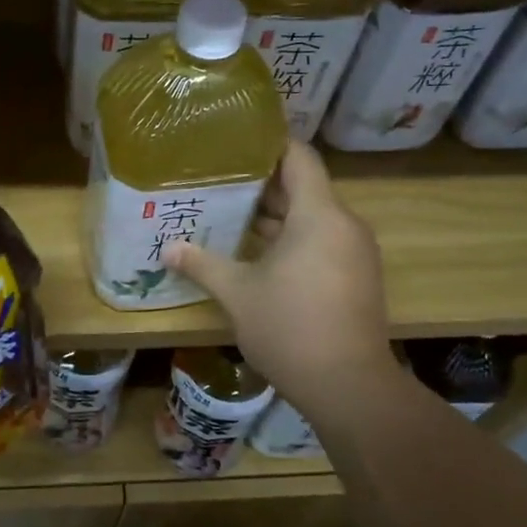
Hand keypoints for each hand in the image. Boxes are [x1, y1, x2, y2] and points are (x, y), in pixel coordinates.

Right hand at [166, 142, 394, 408]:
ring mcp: (355, 253)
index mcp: (318, 215)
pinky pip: (322, 242)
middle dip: (262, 185)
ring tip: (230, 214)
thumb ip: (203, 265)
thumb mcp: (238, 294)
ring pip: (312, 218)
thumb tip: (169, 249)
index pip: (299, 157)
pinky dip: (293, 240)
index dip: (270, 143)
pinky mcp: (357, 277)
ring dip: (276, 217)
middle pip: (304, 188)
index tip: (236, 140)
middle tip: (219, 181)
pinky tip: (257, 254)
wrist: (349, 385)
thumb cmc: (290, 327)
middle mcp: (343, 225)